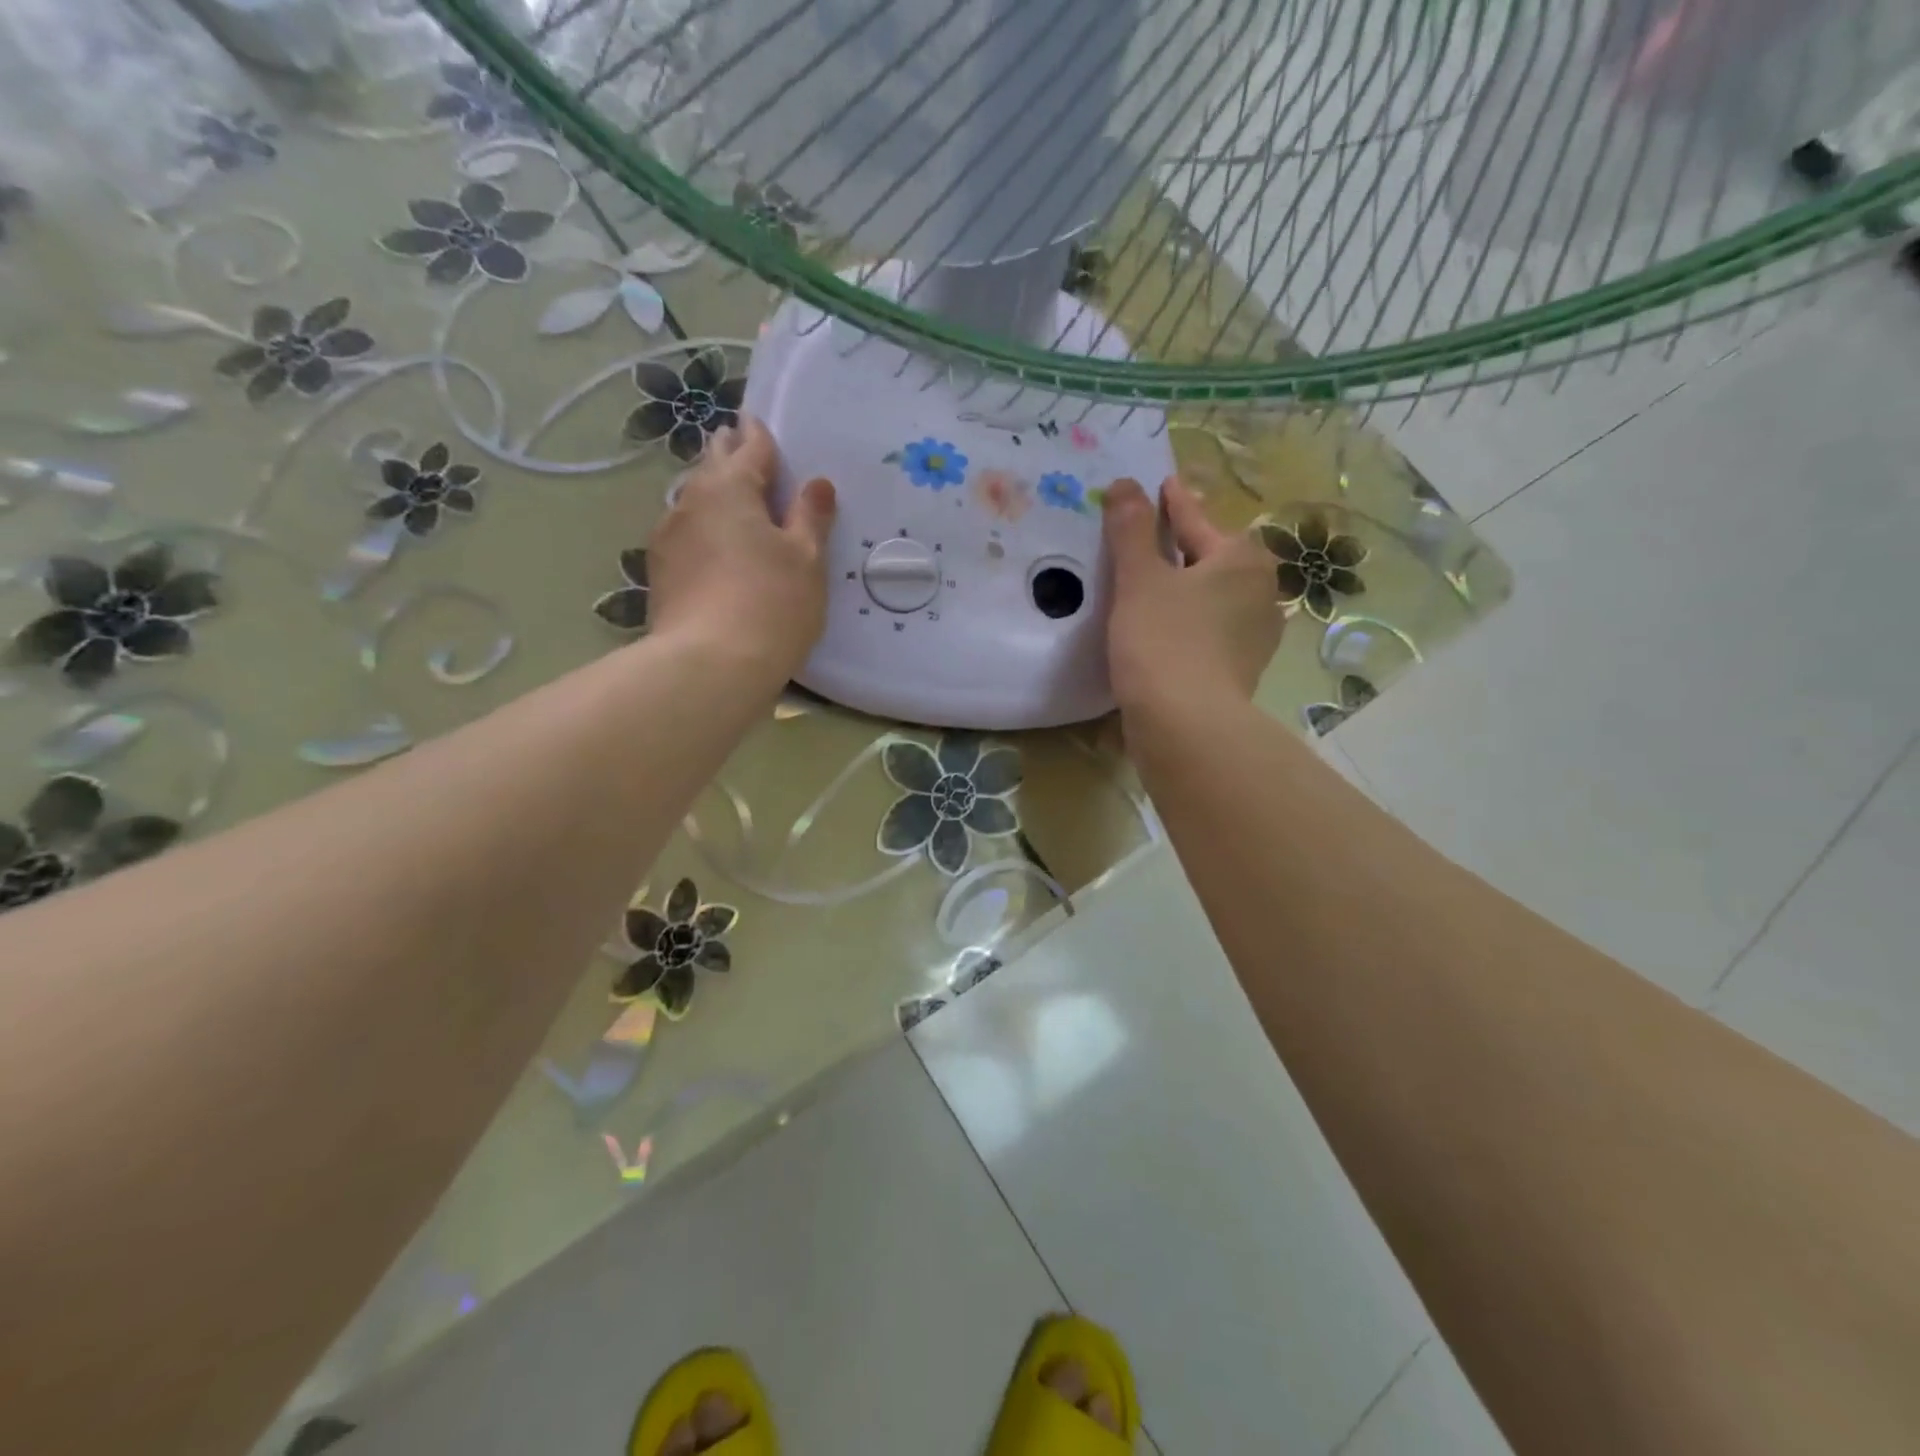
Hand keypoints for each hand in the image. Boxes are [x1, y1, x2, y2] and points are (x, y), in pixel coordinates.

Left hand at [645, 415, 836, 678]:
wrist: (710, 664)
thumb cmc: (772, 603)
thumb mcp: (806, 559)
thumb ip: (811, 517)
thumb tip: (817, 484)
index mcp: (731, 487)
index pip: (750, 448)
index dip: (760, 435)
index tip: (756, 420)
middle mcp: (692, 500)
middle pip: (712, 466)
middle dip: (727, 453)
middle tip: (737, 443)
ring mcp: (668, 536)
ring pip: (693, 500)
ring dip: (711, 492)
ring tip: (727, 496)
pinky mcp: (659, 571)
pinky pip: (685, 533)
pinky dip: (701, 527)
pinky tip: (710, 544)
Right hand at [1103, 475, 1281, 719]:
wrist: (1187, 725)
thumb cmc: (1163, 640)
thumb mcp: (1139, 578)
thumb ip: (1131, 529)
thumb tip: (1125, 483)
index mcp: (1241, 560)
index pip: (1197, 520)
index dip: (1175, 503)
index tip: (1164, 484)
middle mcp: (1260, 592)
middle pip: (1212, 558)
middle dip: (1183, 546)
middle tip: (1153, 536)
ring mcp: (1255, 635)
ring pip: (1213, 597)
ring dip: (1187, 587)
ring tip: (1156, 584)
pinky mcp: (1240, 669)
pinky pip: (1210, 629)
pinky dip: (1189, 621)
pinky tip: (1166, 628)